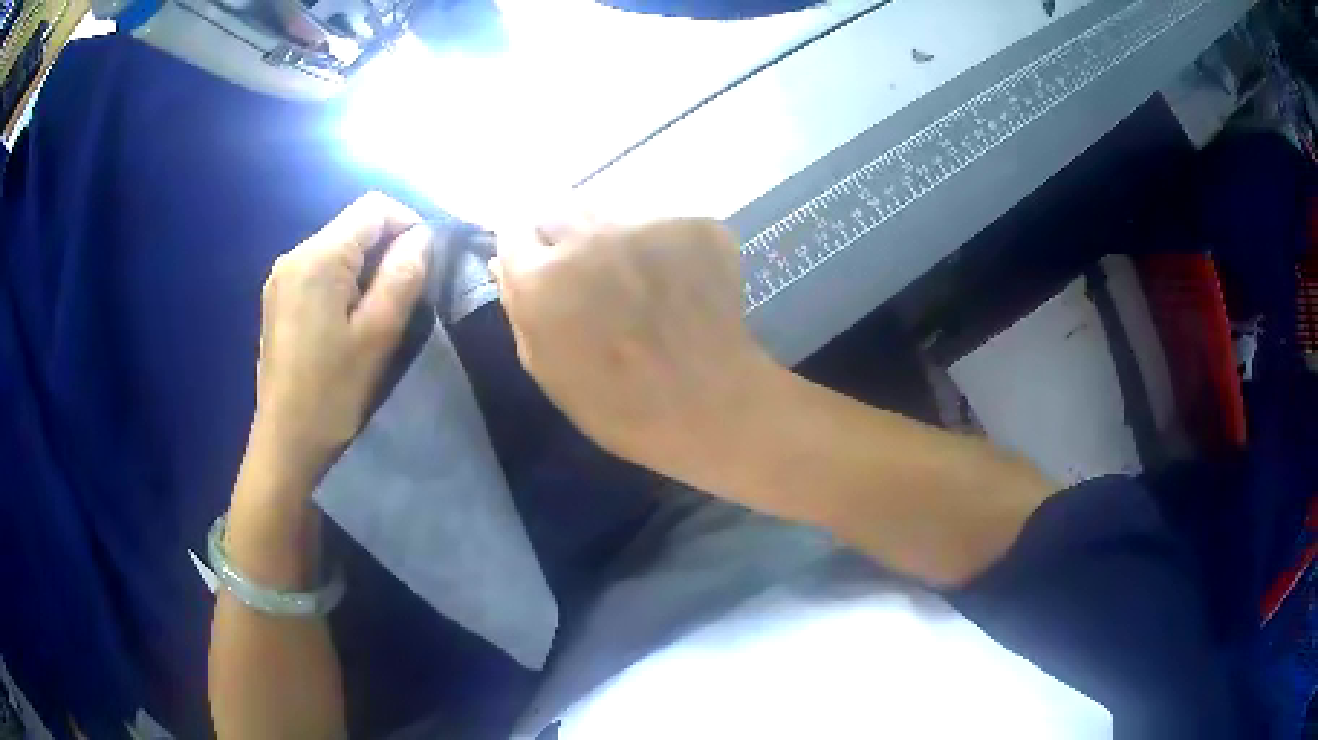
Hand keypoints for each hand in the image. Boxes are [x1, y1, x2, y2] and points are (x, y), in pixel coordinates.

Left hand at [247, 192, 430, 493]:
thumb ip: (403, 275)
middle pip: (353, 225)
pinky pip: (319, 270)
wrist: (286, 442)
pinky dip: (343, 281)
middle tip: (403, 295)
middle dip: (386, 248)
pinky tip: (346, 321)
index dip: (407, 223)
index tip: (424, 263)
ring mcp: (281, 276)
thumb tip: (421, 237)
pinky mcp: (277, 298)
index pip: (374, 207)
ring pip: (337, 248)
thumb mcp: (378, 333)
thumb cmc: (333, 391)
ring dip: (365, 267)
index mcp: (319, 257)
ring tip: (376, 312)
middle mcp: (294, 254)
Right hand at [493, 216, 776, 476]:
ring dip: (610, 237)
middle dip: (562, 237)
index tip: (537, 265)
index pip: (513, 231)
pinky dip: (660, 246)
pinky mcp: (692, 223)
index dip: (525, 250)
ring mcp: (646, 223)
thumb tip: (505, 262)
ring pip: (610, 211)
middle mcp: (588, 235)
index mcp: (542, 277)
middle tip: (587, 274)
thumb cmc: (618, 404)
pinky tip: (675, 281)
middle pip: (558, 211)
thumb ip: (519, 306)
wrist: (712, 406)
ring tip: (634, 278)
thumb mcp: (546, 367)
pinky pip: (659, 223)